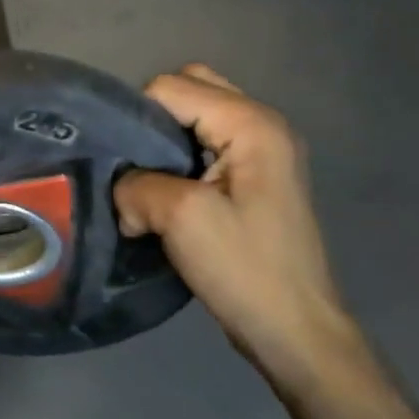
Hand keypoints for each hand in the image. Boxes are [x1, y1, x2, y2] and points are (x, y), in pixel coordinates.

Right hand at [114, 65, 361, 392]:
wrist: (295, 332)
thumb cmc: (245, 269)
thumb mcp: (181, 218)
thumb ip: (138, 184)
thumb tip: (122, 189)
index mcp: (252, 124)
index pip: (172, 87)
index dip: (137, 118)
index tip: (123, 165)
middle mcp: (263, 125)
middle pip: (189, 90)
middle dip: (151, 121)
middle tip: (134, 164)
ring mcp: (263, 152)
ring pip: (196, 119)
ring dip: (165, 142)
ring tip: (145, 181)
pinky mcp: (255, 178)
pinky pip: (206, 145)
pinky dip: (179, 158)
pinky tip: (166, 194)